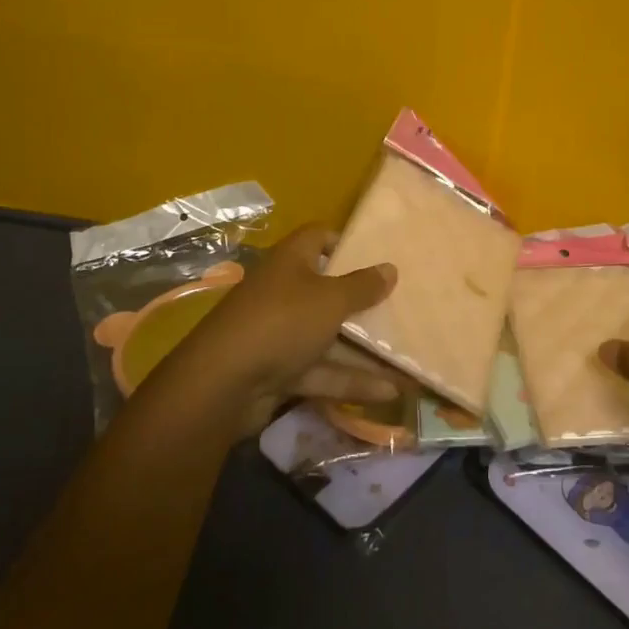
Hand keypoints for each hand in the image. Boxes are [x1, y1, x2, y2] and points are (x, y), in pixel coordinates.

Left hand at [182, 223, 400, 420]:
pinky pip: (322, 370)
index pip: (318, 237)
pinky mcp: (280, 371)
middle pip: (327, 288)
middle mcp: (285, 291)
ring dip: (364, 349)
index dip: (345, 242)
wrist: (222, 384)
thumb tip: (390, 268)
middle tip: (399, 305)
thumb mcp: (331, 299)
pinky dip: (351, 380)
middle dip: (361, 300)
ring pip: (328, 335)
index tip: (376, 255)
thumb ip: (363, 286)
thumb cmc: (282, 321)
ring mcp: (281, 333)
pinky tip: (389, 391)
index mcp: (291, 260)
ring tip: (406, 356)